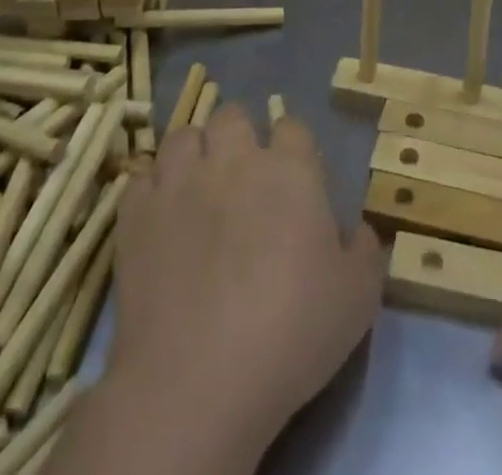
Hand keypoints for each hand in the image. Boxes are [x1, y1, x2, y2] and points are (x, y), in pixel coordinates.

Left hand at [68, 104, 382, 474]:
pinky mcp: (136, 216)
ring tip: (197, 187)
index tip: (294, 180)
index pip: (293, 127)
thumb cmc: (289, 333)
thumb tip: (358, 231)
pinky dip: (152, 188)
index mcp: (290, 169)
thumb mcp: (357, 298)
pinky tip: (160, 215)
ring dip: (193, 154)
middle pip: (233, 116)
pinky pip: (141, 178)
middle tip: (242, 177)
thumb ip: (364, 251)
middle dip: (239, 136)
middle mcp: (235, 160)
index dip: (293, 149)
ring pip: (184, 136)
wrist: (197, 383)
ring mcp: (181, 183)